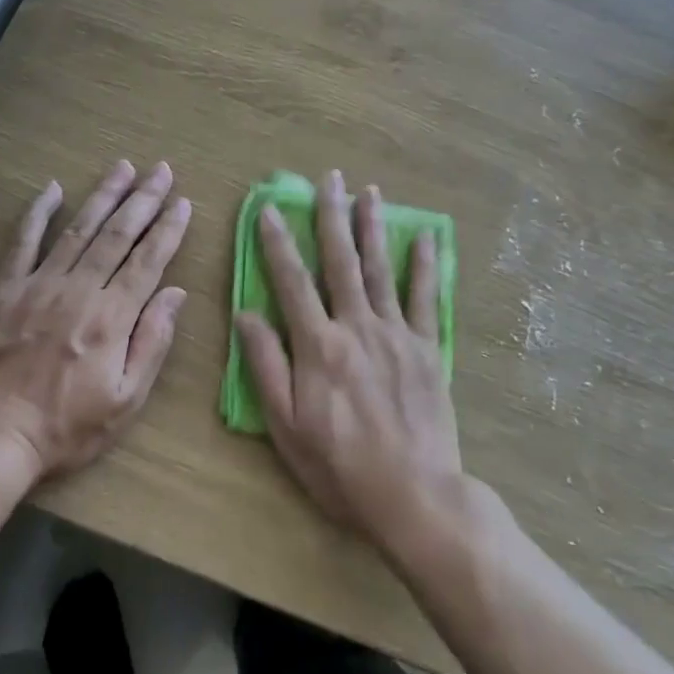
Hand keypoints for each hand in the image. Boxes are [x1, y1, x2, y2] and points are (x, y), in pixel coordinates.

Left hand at [0, 160, 190, 480]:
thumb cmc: (66, 428)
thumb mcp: (126, 401)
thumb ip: (152, 342)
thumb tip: (175, 293)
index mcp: (112, 317)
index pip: (148, 261)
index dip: (168, 229)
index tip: (183, 202)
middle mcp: (79, 290)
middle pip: (118, 235)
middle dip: (143, 199)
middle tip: (161, 170)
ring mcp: (39, 285)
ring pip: (78, 229)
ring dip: (103, 196)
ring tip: (123, 167)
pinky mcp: (5, 290)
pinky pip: (22, 242)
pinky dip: (37, 213)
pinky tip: (52, 189)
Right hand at [233, 169, 461, 550]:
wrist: (414, 495)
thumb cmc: (340, 466)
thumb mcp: (286, 426)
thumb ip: (266, 366)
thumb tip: (246, 314)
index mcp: (318, 346)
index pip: (292, 281)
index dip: (277, 242)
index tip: (268, 208)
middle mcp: (357, 327)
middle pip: (340, 261)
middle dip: (332, 216)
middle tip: (330, 179)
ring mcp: (396, 333)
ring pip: (380, 268)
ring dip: (372, 227)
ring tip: (369, 191)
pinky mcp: (427, 348)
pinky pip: (424, 297)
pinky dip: (424, 265)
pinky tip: (423, 236)